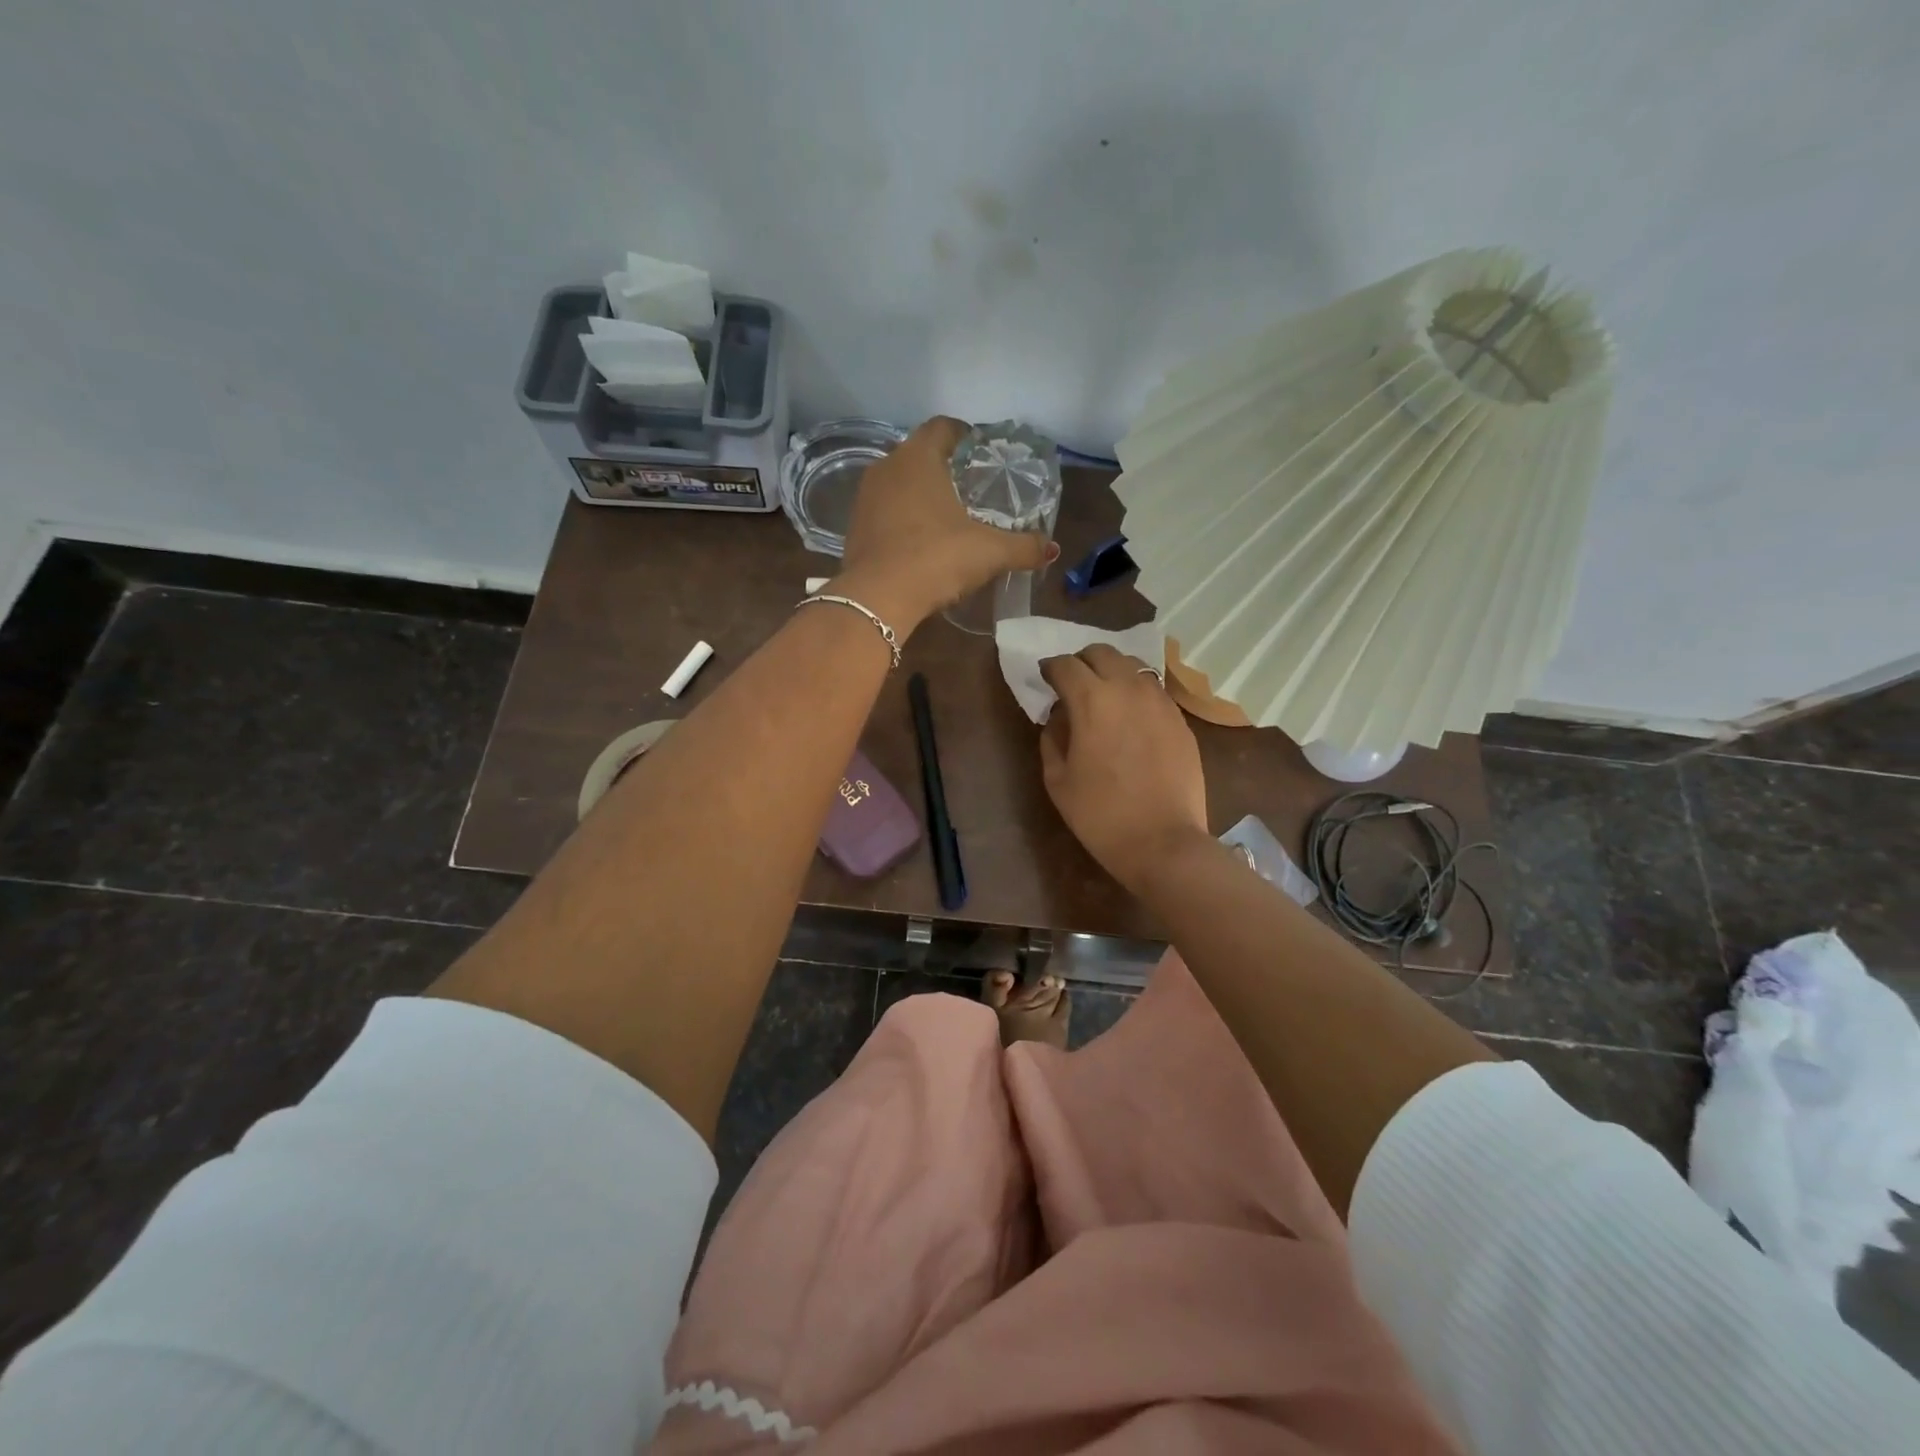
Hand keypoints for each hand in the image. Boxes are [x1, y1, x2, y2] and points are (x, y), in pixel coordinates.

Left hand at [833, 416, 1054, 632]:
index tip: (981, 451)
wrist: (876, 599)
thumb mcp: (988, 552)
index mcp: (918, 458)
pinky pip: (885, 512)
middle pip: (919, 454)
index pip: (942, 427)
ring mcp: (865, 498)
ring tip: (948, 514)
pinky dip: (903, 518)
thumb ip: (1022, 547)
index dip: (964, 434)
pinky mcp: (855, 528)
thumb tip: (1050, 548)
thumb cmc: (935, 558)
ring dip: (921, 494)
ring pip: (899, 483)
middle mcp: (886, 468)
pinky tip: (921, 540)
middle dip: (944, 466)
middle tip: (971, 486)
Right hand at [1039, 644, 1210, 893]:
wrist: (1163, 842)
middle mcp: (1128, 689)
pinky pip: (1154, 690)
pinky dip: (1136, 692)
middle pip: (1102, 652)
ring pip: (1133, 665)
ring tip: (1104, 696)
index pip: (1065, 665)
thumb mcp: (1058, 780)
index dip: (1050, 668)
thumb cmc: (1101, 815)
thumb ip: (1052, 738)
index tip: (1044, 679)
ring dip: (1112, 672)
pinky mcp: (1180, 719)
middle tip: (1073, 683)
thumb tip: (1059, 717)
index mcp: (1091, 701)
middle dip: (1082, 661)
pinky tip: (1131, 717)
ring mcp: (1160, 701)